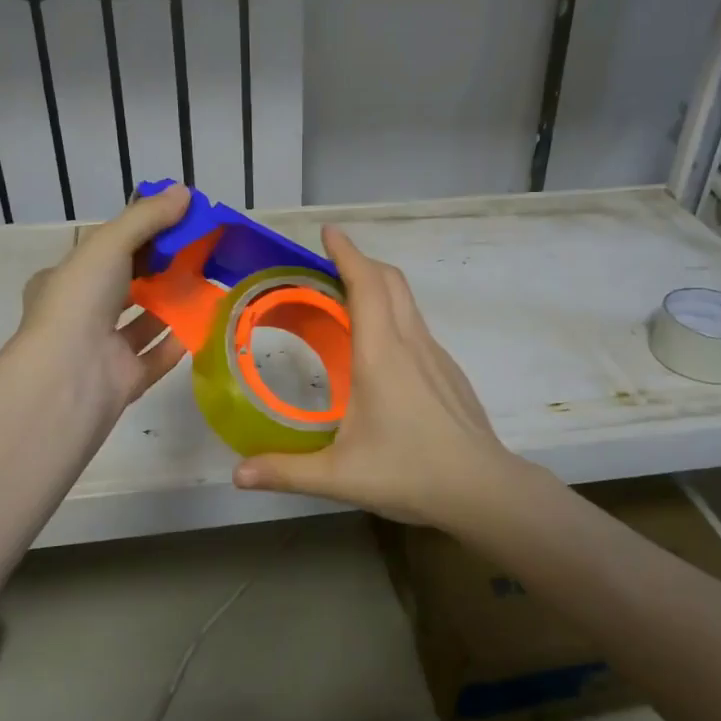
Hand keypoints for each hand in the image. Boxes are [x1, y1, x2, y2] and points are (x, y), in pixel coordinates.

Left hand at [12, 185, 191, 420]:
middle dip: (157, 270)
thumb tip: (185, 192)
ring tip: (207, 283)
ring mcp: (101, 350)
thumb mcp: (109, 243)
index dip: (136, 236)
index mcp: (62, 281)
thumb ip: (147, 218)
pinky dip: (178, 340)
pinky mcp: (124, 380)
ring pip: (141, 323)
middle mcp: (79, 315)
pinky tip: (205, 323)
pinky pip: (156, 356)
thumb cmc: (80, 300)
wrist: (70, 376)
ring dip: (170, 304)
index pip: (101, 252)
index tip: (173, 225)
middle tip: (196, 253)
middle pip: (124, 286)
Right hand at [232, 226, 521, 529]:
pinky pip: (417, 327)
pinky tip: (381, 352)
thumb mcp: (340, 477)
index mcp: (381, 355)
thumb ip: (286, 472)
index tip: (329, 232)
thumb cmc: (410, 473)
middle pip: (391, 281)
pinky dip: (394, 316)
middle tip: (330, 265)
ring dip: (380, 287)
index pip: (366, 285)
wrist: (483, 489)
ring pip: (408, 302)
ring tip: (349, 302)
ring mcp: (436, 356)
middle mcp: (410, 344)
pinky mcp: (449, 372)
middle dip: (361, 262)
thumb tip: (237, 474)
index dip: (347, 252)